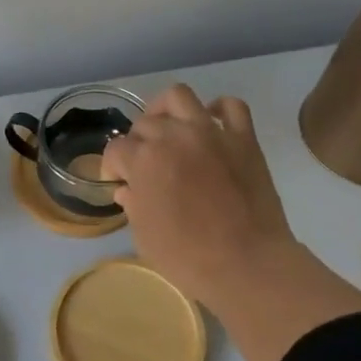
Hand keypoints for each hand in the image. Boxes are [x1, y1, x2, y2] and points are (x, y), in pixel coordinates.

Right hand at [99, 85, 305, 311]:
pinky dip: (218, 109)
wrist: (247, 264)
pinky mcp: (243, 138)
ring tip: (168, 129)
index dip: (112, 167)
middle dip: (137, 142)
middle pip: (144, 123)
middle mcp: (173, 136)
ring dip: (166, 110)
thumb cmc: (188, 257)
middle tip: (145, 164)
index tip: (118, 182)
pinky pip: (231, 106)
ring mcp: (211, 132)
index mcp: (143, 160)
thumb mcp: (145, 237)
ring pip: (179, 97)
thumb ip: (133, 205)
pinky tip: (210, 125)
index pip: (115, 150)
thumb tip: (127, 190)